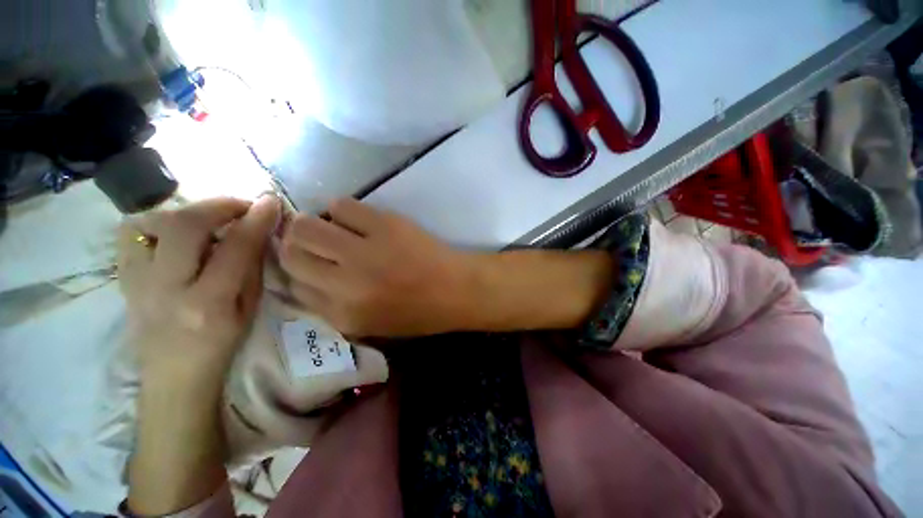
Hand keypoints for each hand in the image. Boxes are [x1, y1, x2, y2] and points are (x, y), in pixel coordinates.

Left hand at [117, 195, 280, 379]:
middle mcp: (166, 288)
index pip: (235, 248)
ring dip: (188, 212)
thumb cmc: (221, 344)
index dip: (255, 220)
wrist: (172, 374)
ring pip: (151, 223)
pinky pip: (130, 233)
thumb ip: (252, 266)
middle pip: (185, 226)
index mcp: (208, 304)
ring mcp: (136, 281)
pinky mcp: (122, 277)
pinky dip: (156, 222)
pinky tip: (176, 232)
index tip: (271, 201)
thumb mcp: (250, 308)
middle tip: (242, 205)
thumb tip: (260, 230)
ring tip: (210, 219)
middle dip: (218, 205)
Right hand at [279, 198, 475, 336]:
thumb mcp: (371, 325)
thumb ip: (334, 308)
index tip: (307, 263)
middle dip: (296, 246)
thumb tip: (306, 280)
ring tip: (334, 229)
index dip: (297, 272)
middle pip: (291, 253)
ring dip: (314, 225)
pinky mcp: (384, 225)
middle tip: (315, 242)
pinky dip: (342, 210)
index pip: (293, 288)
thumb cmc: (420, 312)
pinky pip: (342, 206)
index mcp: (342, 314)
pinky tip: (357, 219)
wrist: (457, 289)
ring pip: (307, 226)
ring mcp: (364, 251)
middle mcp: (345, 283)